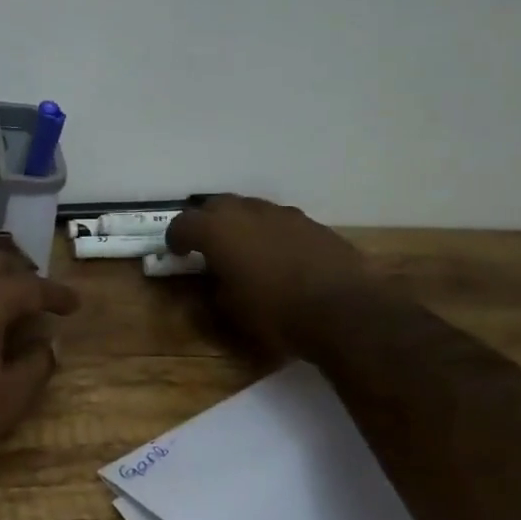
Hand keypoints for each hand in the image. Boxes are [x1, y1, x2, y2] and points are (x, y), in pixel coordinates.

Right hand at [166, 195, 368, 359]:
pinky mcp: (311, 223)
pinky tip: (280, 257)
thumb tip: (213, 284)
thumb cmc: (276, 313)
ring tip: (245, 250)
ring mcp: (282, 214)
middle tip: (207, 245)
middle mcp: (247, 212)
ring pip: (251, 210)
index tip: (176, 251)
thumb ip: (213, 293)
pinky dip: (271, 234)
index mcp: (217, 230)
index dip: (176, 237)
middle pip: (216, 206)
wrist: (344, 309)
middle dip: (207, 222)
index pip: (183, 223)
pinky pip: (279, 222)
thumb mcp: (231, 314)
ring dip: (241, 225)